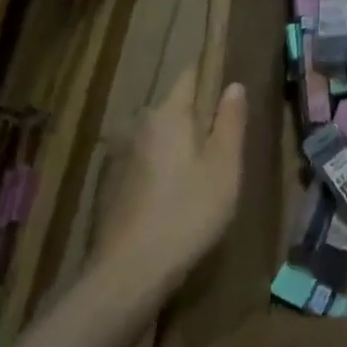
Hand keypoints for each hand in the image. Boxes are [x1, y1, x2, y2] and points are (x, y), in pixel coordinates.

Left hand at [94, 70, 246, 283]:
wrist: (129, 272)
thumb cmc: (188, 212)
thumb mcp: (224, 166)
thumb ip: (230, 122)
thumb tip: (233, 85)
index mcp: (167, 114)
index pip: (191, 75)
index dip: (213, 73)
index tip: (232, 85)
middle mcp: (139, 125)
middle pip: (176, 107)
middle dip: (200, 116)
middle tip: (227, 142)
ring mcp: (121, 156)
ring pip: (162, 136)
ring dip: (182, 144)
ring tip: (206, 172)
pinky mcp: (113, 185)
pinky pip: (148, 161)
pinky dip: (165, 167)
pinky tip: (179, 196)